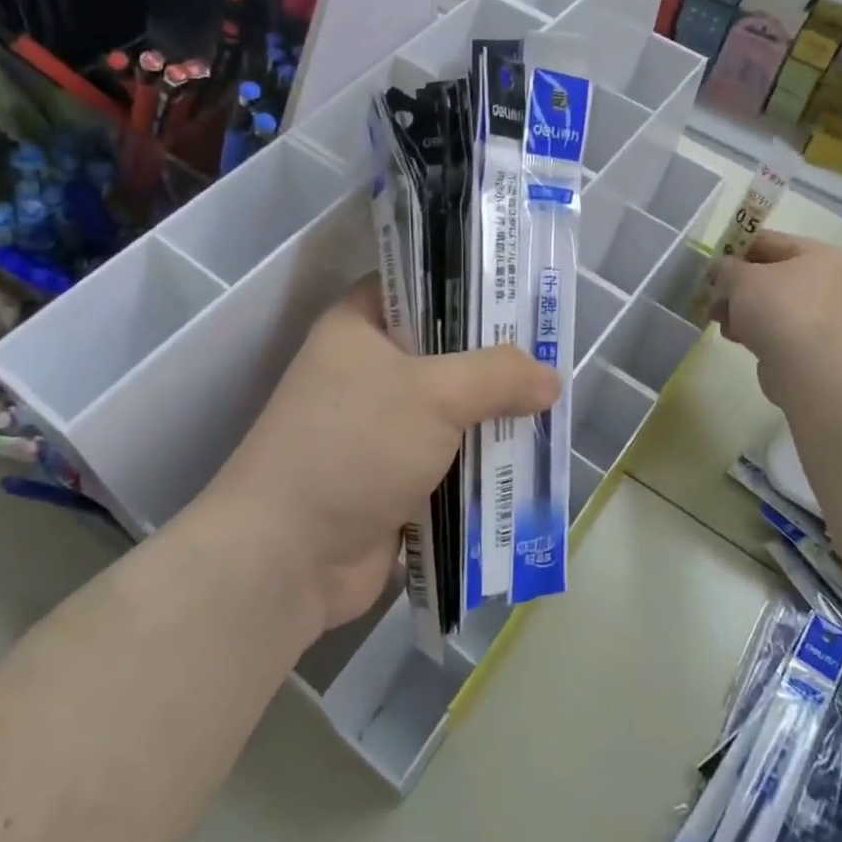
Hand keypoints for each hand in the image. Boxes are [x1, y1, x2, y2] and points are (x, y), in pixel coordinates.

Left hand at [211, 278, 559, 634]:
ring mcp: (378, 428)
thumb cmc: (354, 447)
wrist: (288, 557)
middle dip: (494, 360)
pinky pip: (448, 459)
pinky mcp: (391, 478)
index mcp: (358, 327)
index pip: (417, 285)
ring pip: (450, 410)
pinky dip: (480, 463)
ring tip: (552, 409)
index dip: (468, 285)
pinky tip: (528, 461)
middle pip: (443, 351)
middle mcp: (365, 370)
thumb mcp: (433, 394)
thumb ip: (497, 376)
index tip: (521, 295)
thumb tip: (550, 379)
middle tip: (552, 356)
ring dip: (492, 417)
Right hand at [711, 231, 841, 398]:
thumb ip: (726, 267)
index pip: (770, 241)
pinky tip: (733, 335)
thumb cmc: (777, 306)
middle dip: (736, 283)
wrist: (805, 365)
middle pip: (770, 274)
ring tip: (715, 316)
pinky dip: (753, 328)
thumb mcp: (741, 277)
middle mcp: (826, 282)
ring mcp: (821, 315)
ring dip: (740, 308)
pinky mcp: (810, 344)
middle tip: (711, 290)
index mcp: (818, 255)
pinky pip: (775, 327)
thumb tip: (722, 268)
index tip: (713, 258)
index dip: (737, 246)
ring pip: (770, 303)